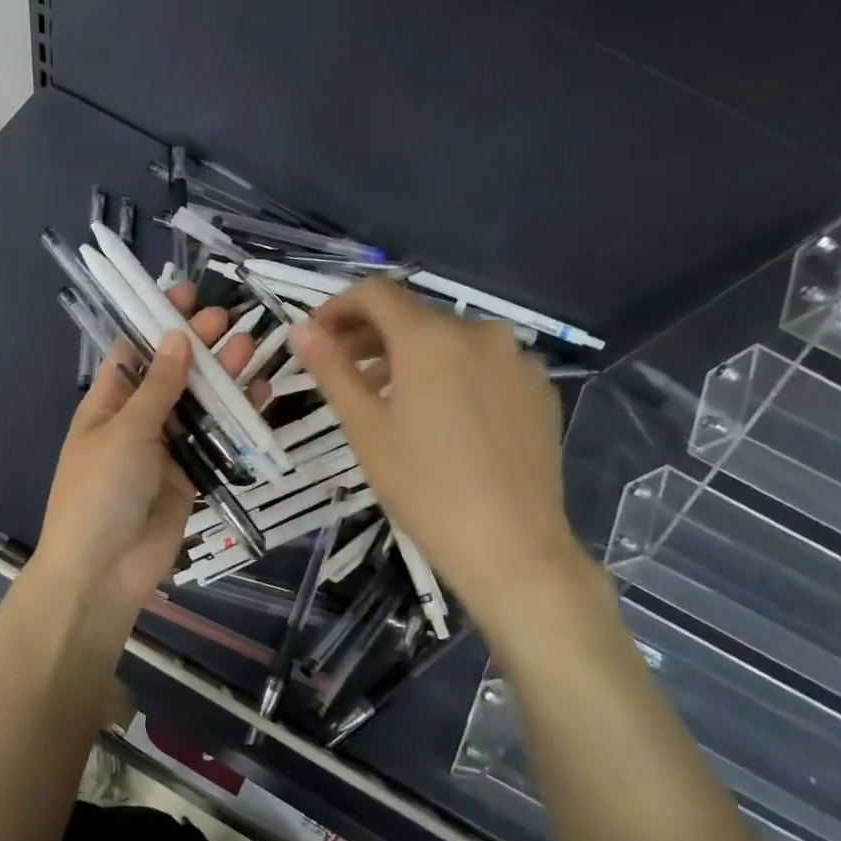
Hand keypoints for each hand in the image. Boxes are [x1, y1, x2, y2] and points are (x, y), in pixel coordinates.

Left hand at [35, 283, 259, 634]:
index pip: (134, 350)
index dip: (157, 322)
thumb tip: (175, 337)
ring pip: (200, 404)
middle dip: (198, 345)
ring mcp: (166, 449)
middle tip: (229, 317)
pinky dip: (237, 419)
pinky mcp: (191, 475)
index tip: (184, 293)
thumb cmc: (100, 490)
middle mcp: (137, 420)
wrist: (103, 570)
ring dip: (223, 377)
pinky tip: (262, 394)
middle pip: (173, 374)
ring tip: (252, 345)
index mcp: (107, 403)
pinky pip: (216, 440)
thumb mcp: (125, 430)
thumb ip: (157, 387)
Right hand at [291, 278, 594, 632]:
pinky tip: (443, 416)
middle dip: (372, 333)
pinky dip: (453, 373)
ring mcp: (517, 359)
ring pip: (451, 339)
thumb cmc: (424, 487)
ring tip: (389, 396)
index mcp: (430, 337)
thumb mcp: (364, 427)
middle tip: (343, 368)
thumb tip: (300, 330)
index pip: (376, 293)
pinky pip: (485, 364)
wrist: (512, 546)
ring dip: (412, 355)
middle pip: (414, 314)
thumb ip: (331, 369)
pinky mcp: (540, 388)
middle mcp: (479, 332)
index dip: (338, 307)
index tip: (316, 337)